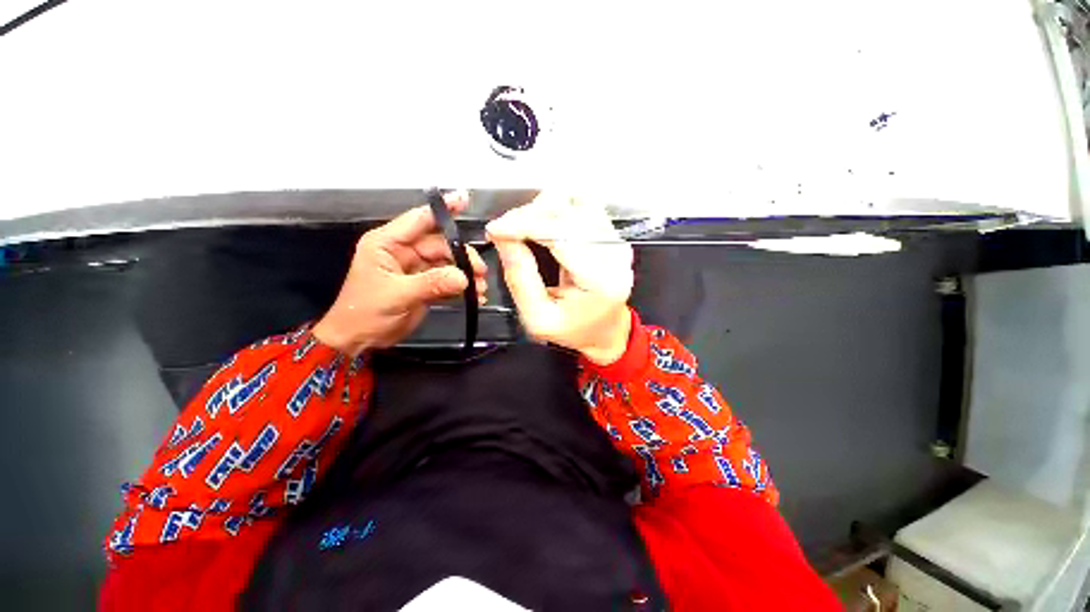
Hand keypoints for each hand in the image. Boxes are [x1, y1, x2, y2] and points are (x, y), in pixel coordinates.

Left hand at [313, 190, 487, 355]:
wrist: (359, 340)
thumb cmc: (365, 312)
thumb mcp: (397, 295)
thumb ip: (431, 283)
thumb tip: (464, 278)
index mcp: (388, 243)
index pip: (419, 219)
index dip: (443, 209)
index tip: (466, 198)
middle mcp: (404, 251)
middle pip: (441, 244)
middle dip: (463, 256)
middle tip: (480, 272)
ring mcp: (416, 268)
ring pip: (448, 263)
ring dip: (466, 274)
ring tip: (481, 288)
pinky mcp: (425, 284)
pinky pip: (448, 279)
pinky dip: (462, 287)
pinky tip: (476, 295)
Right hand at [486, 193, 633, 364]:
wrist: (606, 331)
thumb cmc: (574, 330)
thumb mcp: (538, 318)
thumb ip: (520, 279)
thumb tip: (503, 238)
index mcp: (599, 280)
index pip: (560, 234)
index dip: (523, 225)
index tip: (495, 230)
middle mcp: (613, 253)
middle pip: (567, 211)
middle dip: (528, 216)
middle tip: (505, 232)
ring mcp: (615, 240)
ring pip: (574, 201)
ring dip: (542, 209)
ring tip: (523, 229)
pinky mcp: (611, 234)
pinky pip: (581, 205)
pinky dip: (555, 209)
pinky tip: (542, 226)